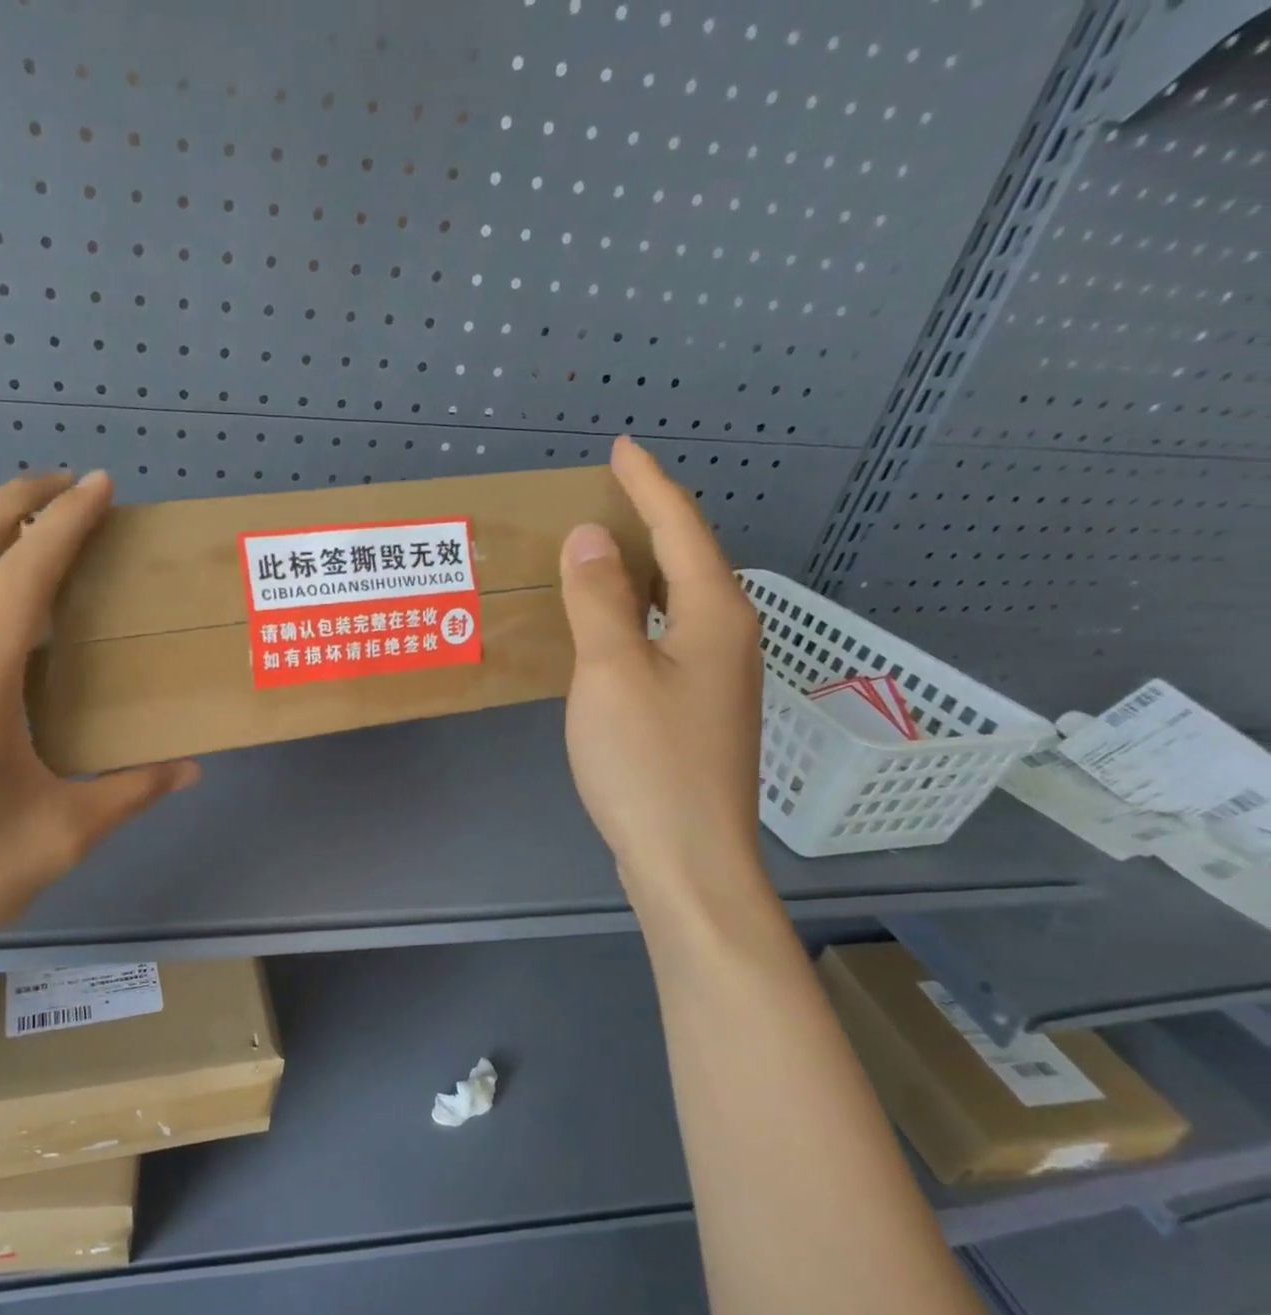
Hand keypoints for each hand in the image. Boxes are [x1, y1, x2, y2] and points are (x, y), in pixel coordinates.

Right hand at [559, 437, 765, 918]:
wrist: (688, 861)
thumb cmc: (648, 763)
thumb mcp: (612, 671)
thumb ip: (599, 599)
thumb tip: (591, 536)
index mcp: (715, 616)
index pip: (681, 528)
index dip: (648, 484)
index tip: (620, 447)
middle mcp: (727, 640)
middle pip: (689, 561)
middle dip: (651, 521)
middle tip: (607, 496)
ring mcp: (717, 681)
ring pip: (679, 604)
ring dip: (643, 572)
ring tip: (602, 553)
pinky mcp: (697, 714)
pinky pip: (667, 641)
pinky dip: (638, 618)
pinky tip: (612, 630)